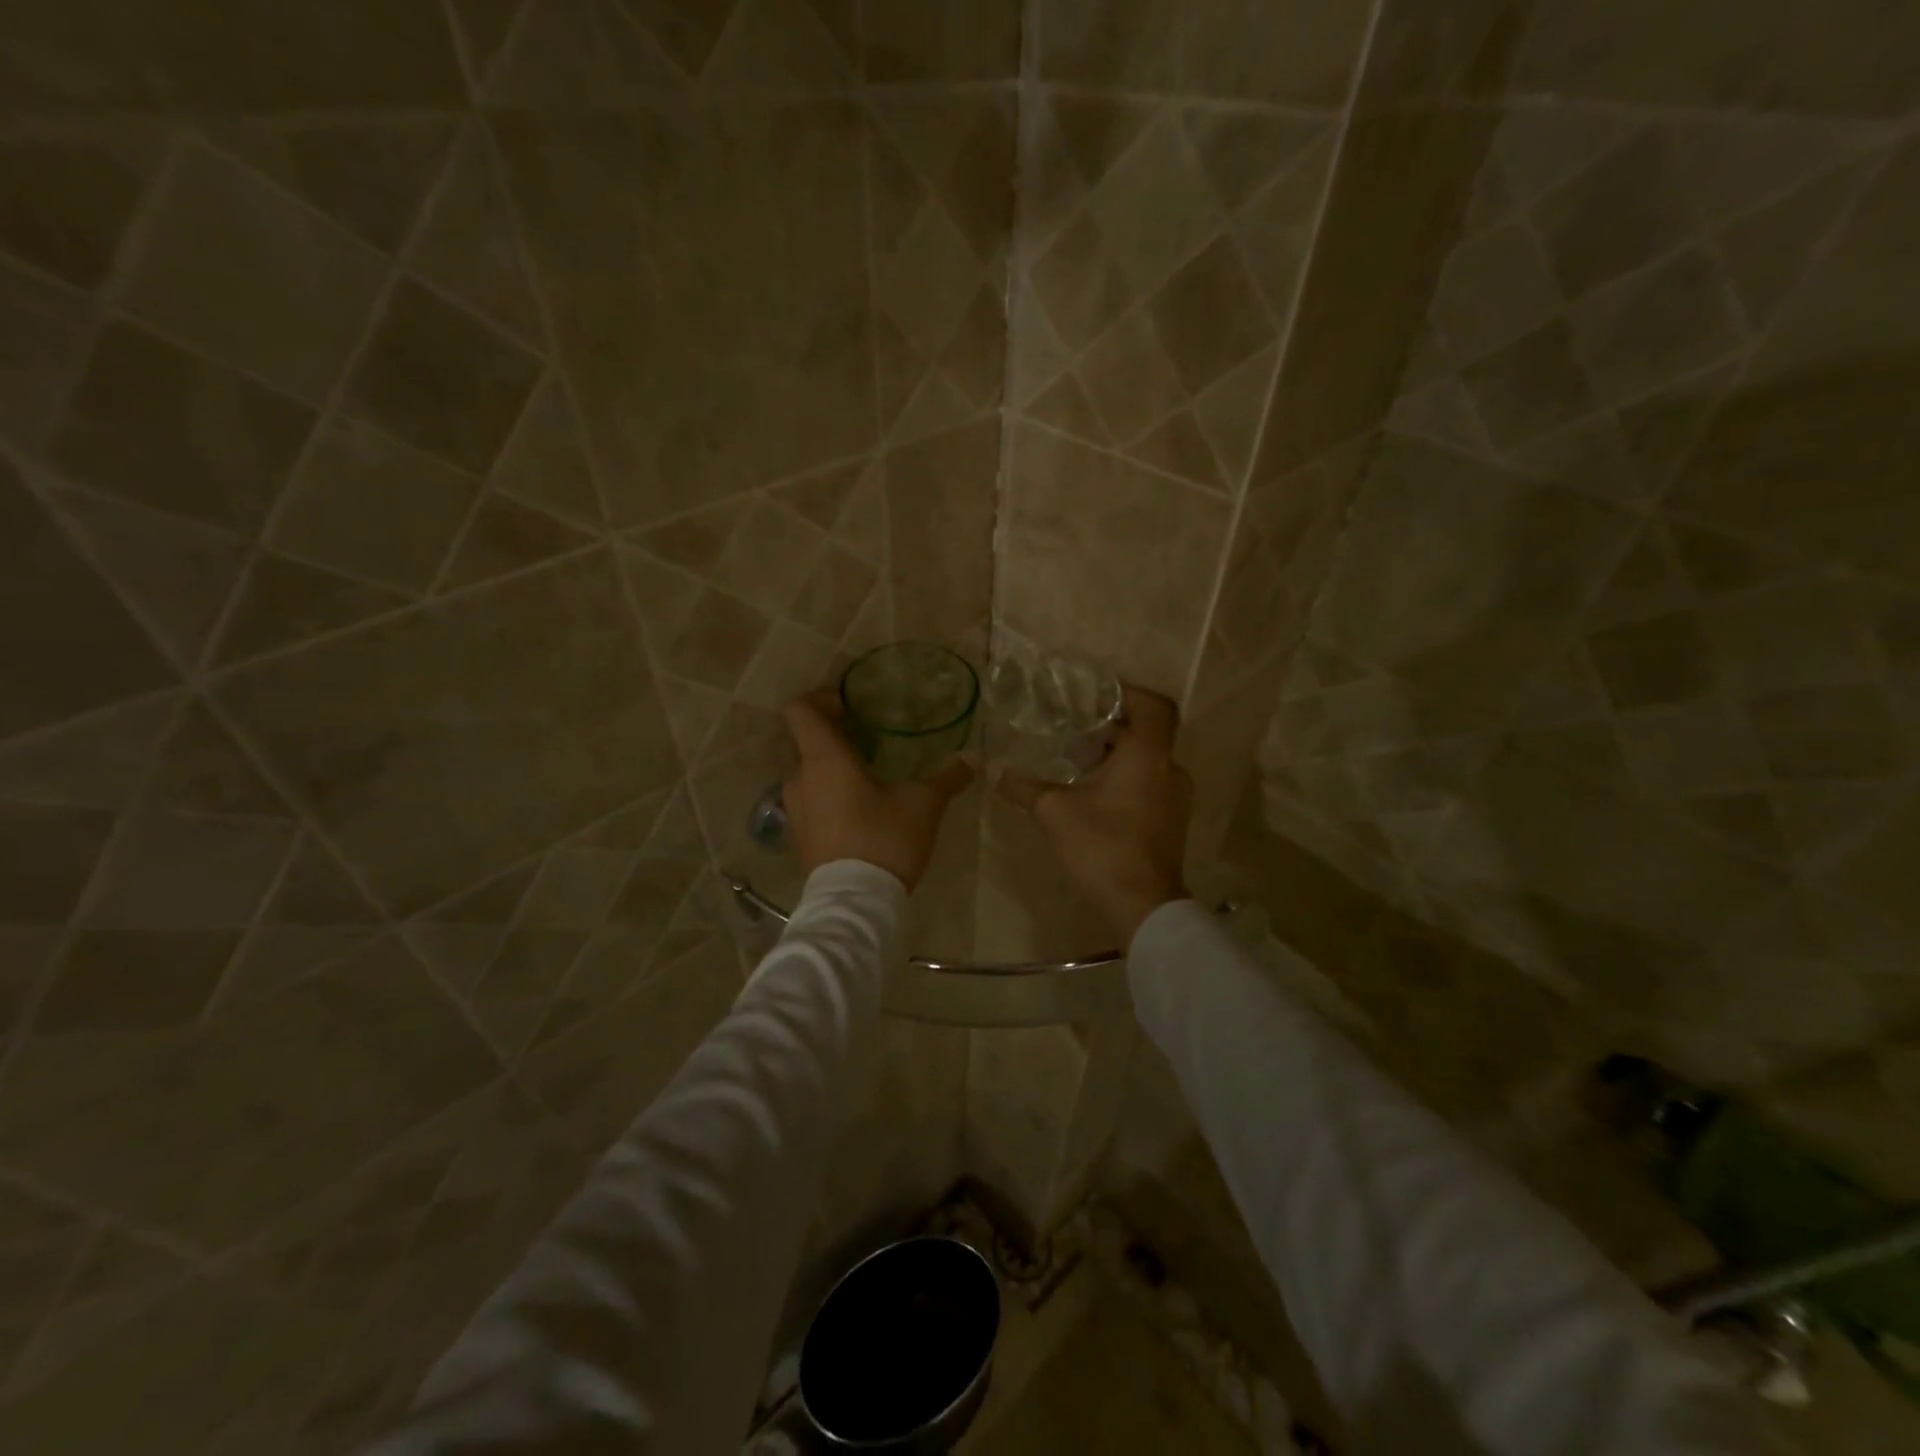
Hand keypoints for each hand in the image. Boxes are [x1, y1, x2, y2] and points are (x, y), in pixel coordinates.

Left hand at [781, 692, 972, 890]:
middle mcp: (800, 778)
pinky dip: (829, 795)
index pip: (800, 710)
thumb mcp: (923, 804)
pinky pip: (810, 801)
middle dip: (836, 736)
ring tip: (869, 779)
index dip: (820, 698)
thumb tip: (971, 760)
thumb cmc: (885, 839)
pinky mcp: (798, 835)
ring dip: (833, 769)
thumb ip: (946, 778)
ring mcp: (794, 809)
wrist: (854, 903)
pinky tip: (860, 811)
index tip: (848, 706)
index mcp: (824, 759)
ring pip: (809, 773)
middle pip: (807, 741)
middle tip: (871, 741)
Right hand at [999, 685, 1192, 942]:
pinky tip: (1096, 792)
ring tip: (1081, 759)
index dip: (1126, 693)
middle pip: (1148, 731)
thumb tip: (994, 772)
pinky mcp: (1173, 818)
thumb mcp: (1055, 812)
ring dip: (1119, 754)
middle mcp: (1169, 768)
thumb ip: (1025, 787)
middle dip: (1113, 725)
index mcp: (1148, 755)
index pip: (1153, 705)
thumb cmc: (1102, 846)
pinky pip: (1151, 782)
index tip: (1095, 695)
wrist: (1142, 904)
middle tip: (1076, 725)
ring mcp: (1176, 795)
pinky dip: (1128, 777)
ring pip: (1149, 759)